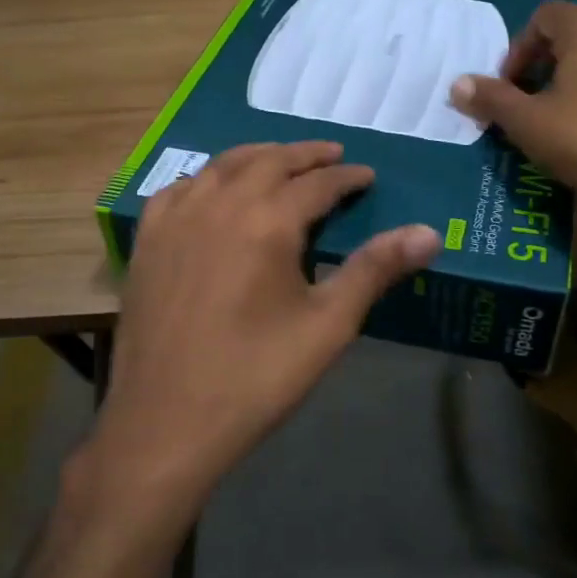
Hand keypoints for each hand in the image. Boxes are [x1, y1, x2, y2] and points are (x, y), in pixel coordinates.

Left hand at [87, 142, 439, 513]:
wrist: (165, 422)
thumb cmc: (255, 377)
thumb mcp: (327, 326)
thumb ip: (374, 270)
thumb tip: (429, 233)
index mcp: (266, 220)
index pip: (317, 183)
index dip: (347, 177)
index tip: (368, 176)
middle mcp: (219, 204)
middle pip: (268, 160)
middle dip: (305, 155)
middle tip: (332, 157)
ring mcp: (175, 219)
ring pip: (221, 166)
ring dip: (258, 157)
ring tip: (281, 162)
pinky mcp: (147, 241)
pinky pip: (179, 190)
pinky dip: (207, 179)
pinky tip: (213, 191)